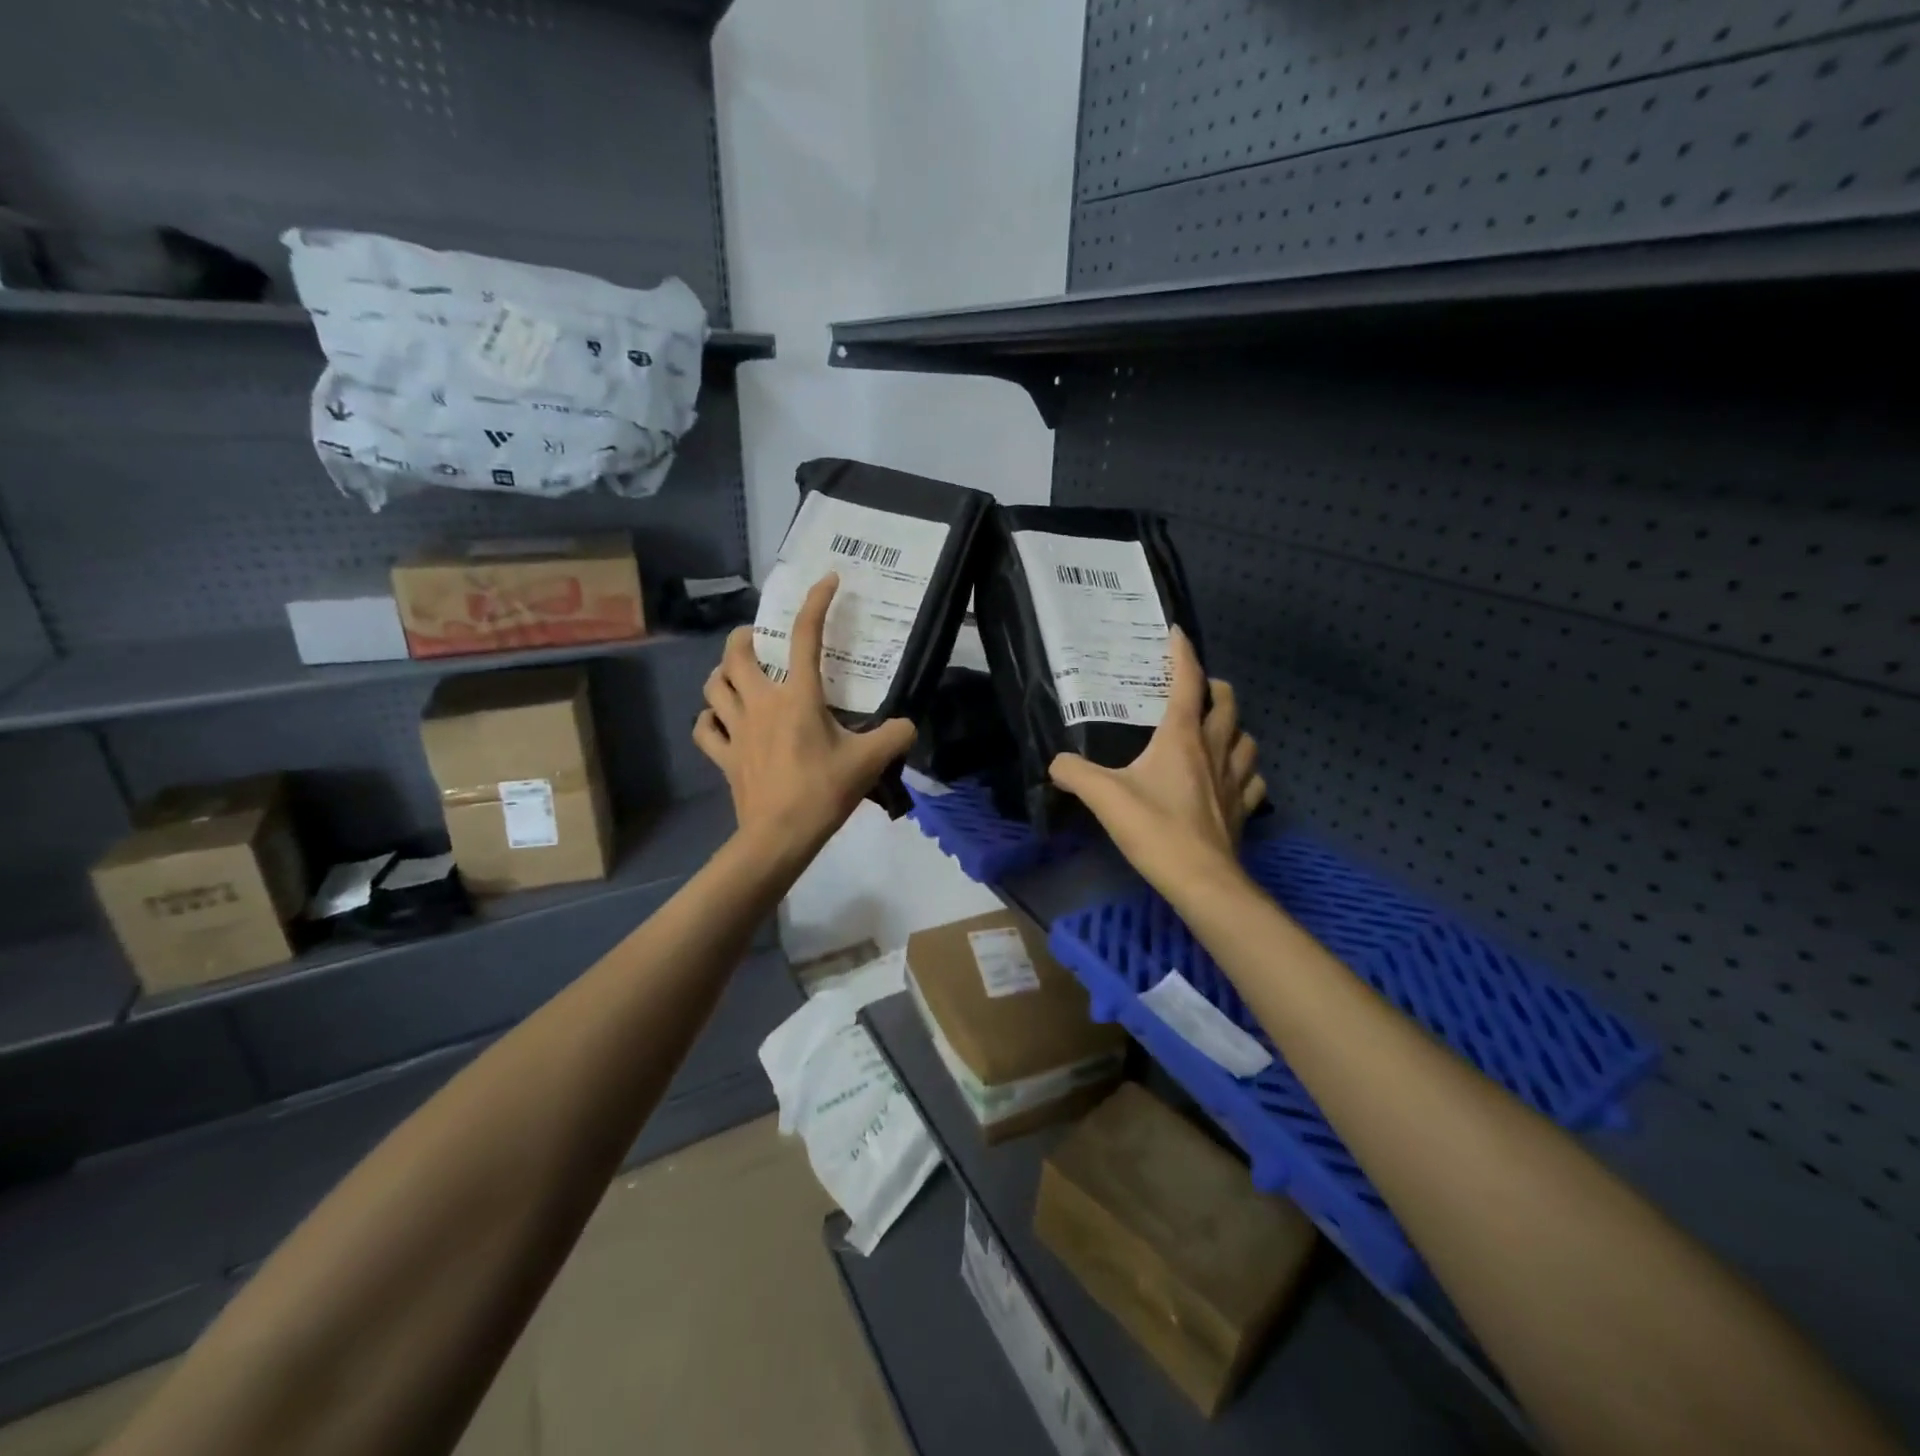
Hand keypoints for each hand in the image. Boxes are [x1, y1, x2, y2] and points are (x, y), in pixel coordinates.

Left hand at [694, 573, 915, 857]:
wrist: (780, 836)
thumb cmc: (824, 792)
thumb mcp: (870, 762)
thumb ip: (895, 736)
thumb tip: (907, 725)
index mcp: (797, 697)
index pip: (804, 636)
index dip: (816, 603)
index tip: (827, 581)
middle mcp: (760, 703)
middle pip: (737, 654)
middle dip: (746, 637)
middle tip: (760, 639)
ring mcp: (736, 729)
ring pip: (713, 685)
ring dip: (722, 672)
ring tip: (737, 674)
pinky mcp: (723, 756)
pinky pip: (704, 729)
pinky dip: (709, 718)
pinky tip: (720, 720)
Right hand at [1048, 627, 1264, 896]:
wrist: (1201, 880)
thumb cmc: (1155, 829)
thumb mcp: (1103, 797)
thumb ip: (1074, 774)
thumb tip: (1056, 764)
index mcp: (1182, 737)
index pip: (1188, 682)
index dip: (1183, 654)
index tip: (1177, 633)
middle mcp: (1214, 750)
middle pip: (1227, 703)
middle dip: (1215, 687)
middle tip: (1198, 688)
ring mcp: (1234, 780)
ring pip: (1246, 739)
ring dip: (1234, 728)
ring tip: (1217, 731)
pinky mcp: (1243, 808)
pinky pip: (1253, 780)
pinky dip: (1245, 771)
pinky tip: (1232, 778)